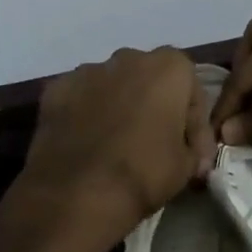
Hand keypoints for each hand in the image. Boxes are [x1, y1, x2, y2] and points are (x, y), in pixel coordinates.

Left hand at [13, 46, 215, 248]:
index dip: (194, 122)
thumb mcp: (186, 166)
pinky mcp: (57, 88)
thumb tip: (192, 153)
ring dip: (118, 105)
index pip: (191, 89)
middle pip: (149, 78)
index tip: (191, 151)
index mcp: (169, 67)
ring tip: (115, 143)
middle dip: (154, 104)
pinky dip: (85, 113)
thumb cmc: (143, 173)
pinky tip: (85, 142)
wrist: (77, 194)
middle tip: (154, 142)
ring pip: (112, 84)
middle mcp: (129, 57)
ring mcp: (89, 70)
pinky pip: (80, 97)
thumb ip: (193, 148)